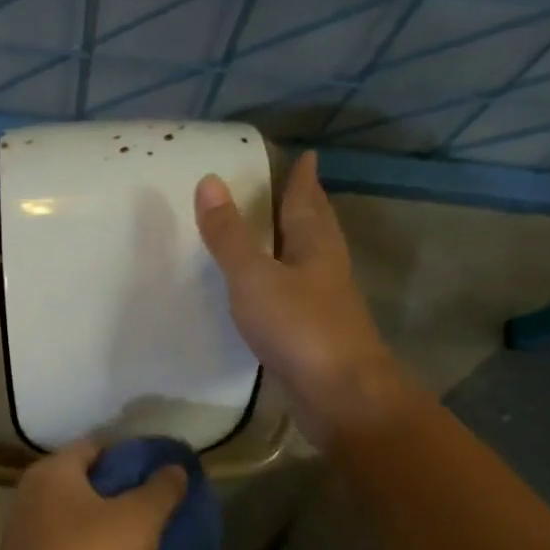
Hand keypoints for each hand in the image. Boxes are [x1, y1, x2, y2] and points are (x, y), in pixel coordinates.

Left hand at [0, 440, 187, 549]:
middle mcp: (25, 494)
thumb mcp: (140, 520)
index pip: (93, 448)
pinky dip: (77, 549)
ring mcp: (16, 532)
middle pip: (77, 481)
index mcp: (50, 471)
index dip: (126, 458)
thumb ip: (161, 488)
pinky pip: (55, 546)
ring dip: (93, 523)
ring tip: (129, 540)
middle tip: (146, 508)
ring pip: (65, 516)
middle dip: (110, 492)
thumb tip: (174, 468)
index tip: (153, 478)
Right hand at [195, 150, 406, 447]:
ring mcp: (326, 303)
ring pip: (313, 260)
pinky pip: (302, 292)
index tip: (307, 156)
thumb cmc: (298, 326)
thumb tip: (210, 181)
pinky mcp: (318, 333)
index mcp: (314, 246)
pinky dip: (290, 279)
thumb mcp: (253, 276)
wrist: (339, 393)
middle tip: (300, 187)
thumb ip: (229, 235)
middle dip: (308, 205)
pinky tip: (278, 290)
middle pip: (318, 227)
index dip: (303, 179)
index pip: (307, 202)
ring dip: (300, 242)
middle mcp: (326, 268)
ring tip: (284, 232)